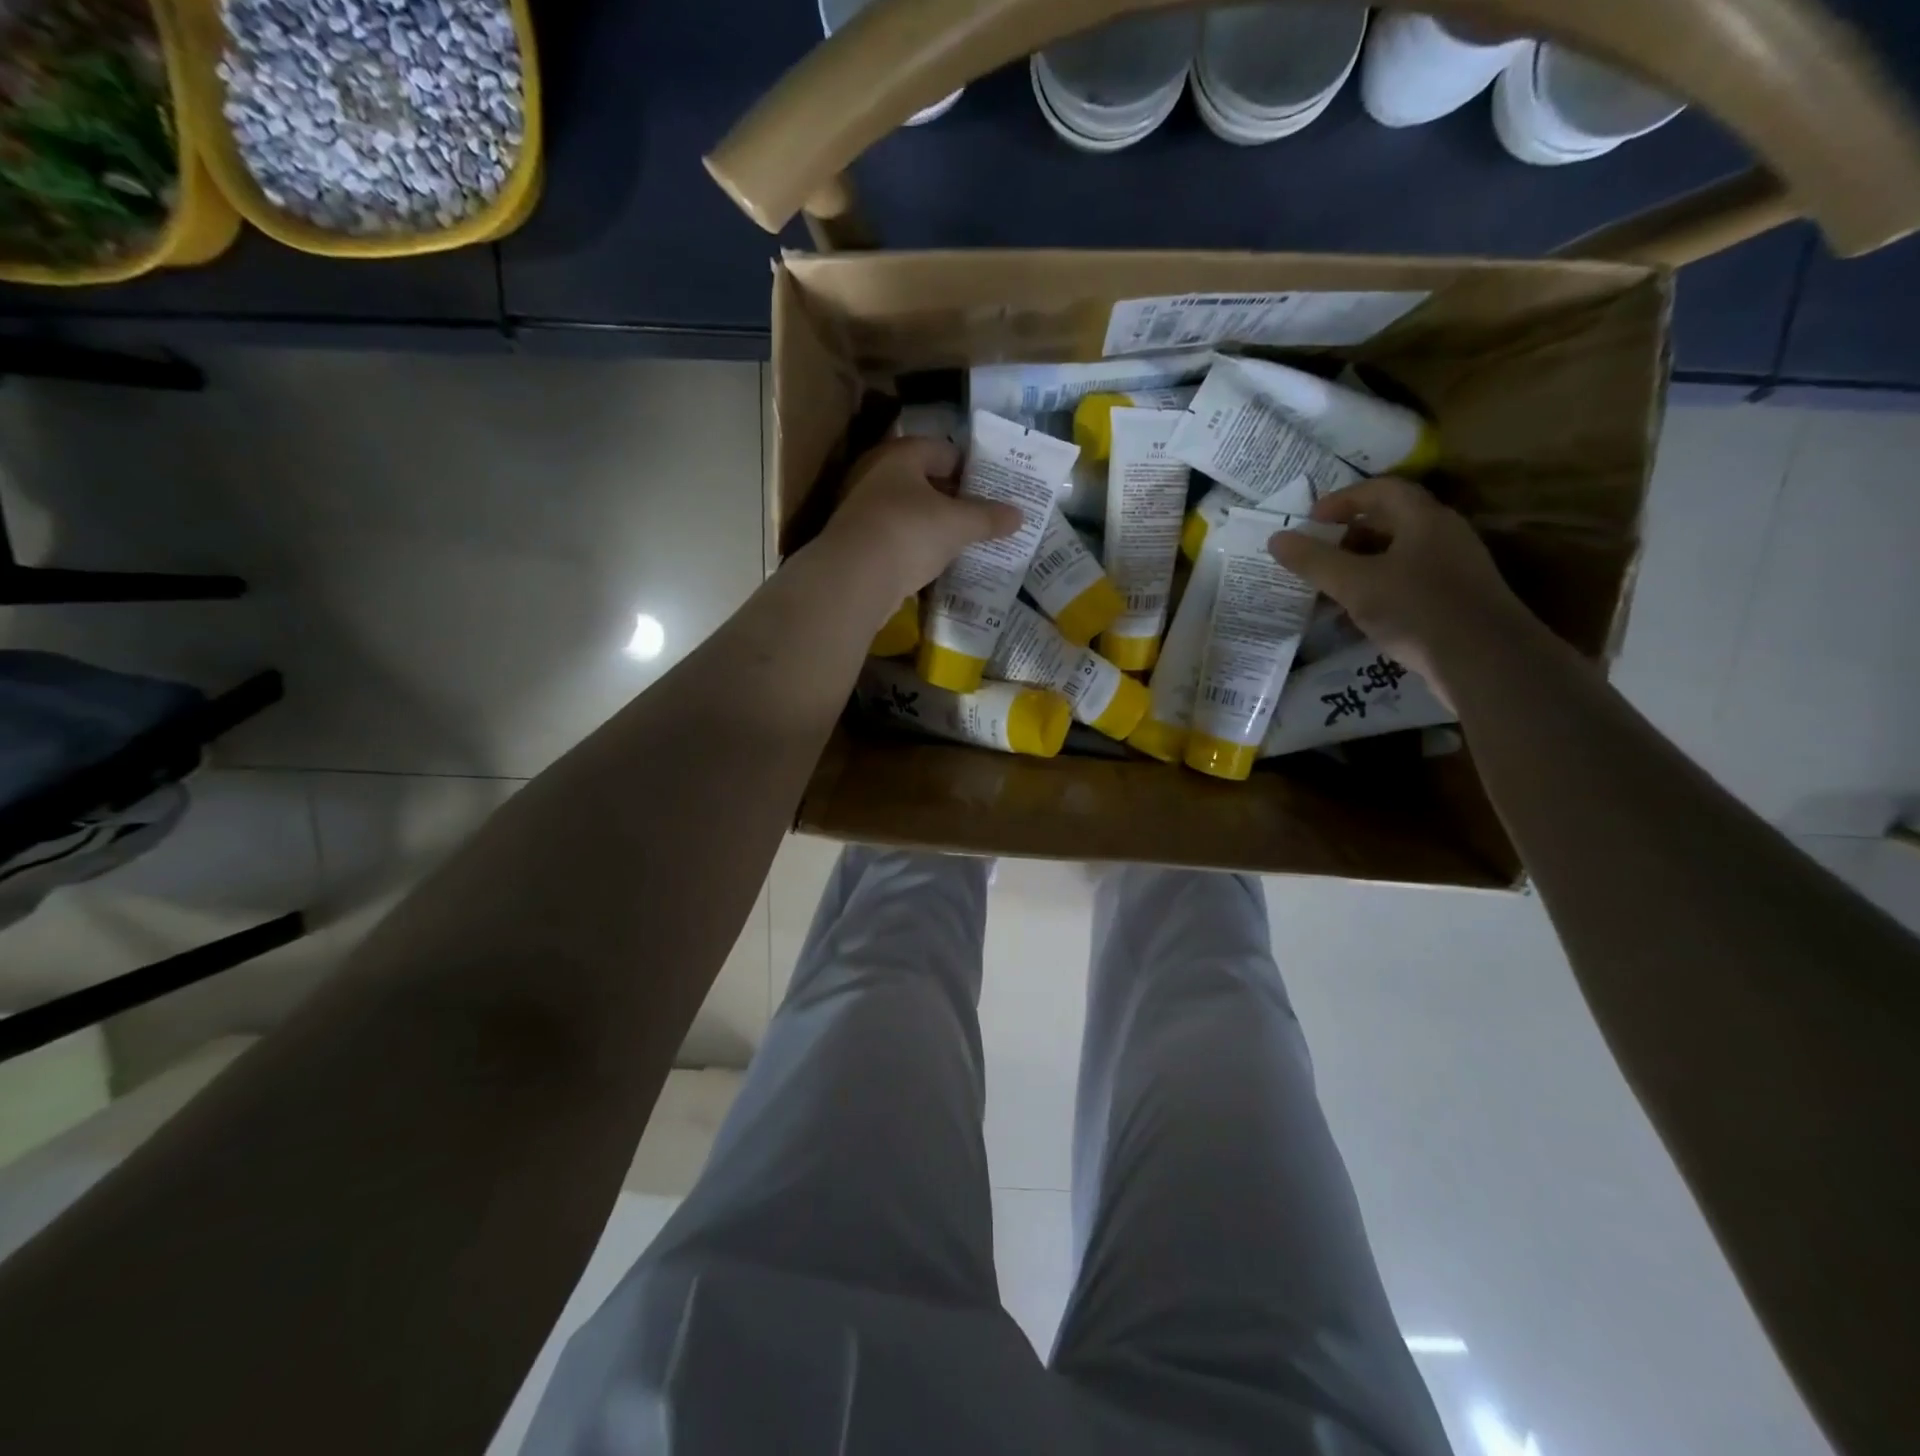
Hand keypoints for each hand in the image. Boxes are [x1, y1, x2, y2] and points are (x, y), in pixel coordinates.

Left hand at [825, 437, 1022, 599]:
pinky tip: (934, 563)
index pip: (944, 451)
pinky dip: (915, 546)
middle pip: (925, 480)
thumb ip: (989, 518)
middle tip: (982, 518)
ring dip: (934, 525)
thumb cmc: (909, 532)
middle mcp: (878, 474)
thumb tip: (1019, 515)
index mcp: (901, 454)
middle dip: (953, 498)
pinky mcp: (858, 541)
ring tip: (963, 542)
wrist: (853, 578)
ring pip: (909, 511)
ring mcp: (863, 509)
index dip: (971, 469)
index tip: (993, 491)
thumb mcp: (958, 524)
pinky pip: (896, 537)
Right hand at [1268, 476, 1533, 696]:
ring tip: (1325, 591)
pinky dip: (1374, 592)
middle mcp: (1442, 536)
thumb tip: (1276, 538)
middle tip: (1313, 556)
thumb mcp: (1355, 585)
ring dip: (1357, 569)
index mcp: (1424, 519)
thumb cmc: (1418, 610)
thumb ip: (1314, 561)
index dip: (1342, 500)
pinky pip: (1404, 584)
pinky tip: (1353, 619)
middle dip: (1345, 538)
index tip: (1309, 521)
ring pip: (1395, 557)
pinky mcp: (1452, 600)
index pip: (1380, 490)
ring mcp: (1451, 569)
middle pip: (1388, 522)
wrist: (1485, 662)